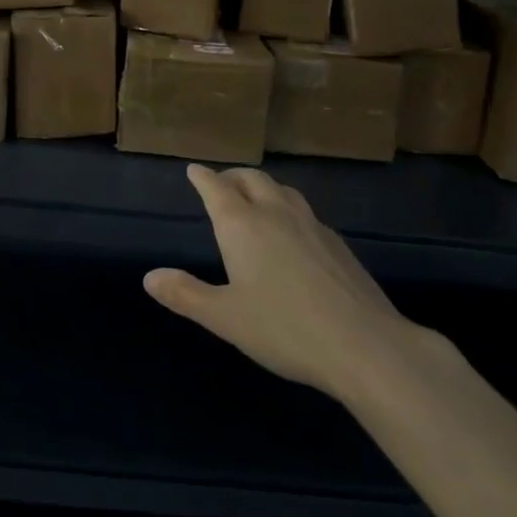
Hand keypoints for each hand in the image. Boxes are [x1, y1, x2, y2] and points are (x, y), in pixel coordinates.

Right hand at [144, 165, 424, 402]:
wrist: (366, 346)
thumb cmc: (285, 329)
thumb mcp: (225, 318)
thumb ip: (186, 295)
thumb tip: (149, 277)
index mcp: (242, 225)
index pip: (216, 187)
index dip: (202, 177)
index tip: (194, 169)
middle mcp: (275, 214)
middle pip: (251, 179)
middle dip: (232, 177)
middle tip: (221, 184)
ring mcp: (311, 226)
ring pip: (282, 190)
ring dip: (263, 188)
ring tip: (256, 199)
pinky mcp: (338, 244)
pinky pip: (305, 212)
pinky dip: (289, 209)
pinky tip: (293, 234)